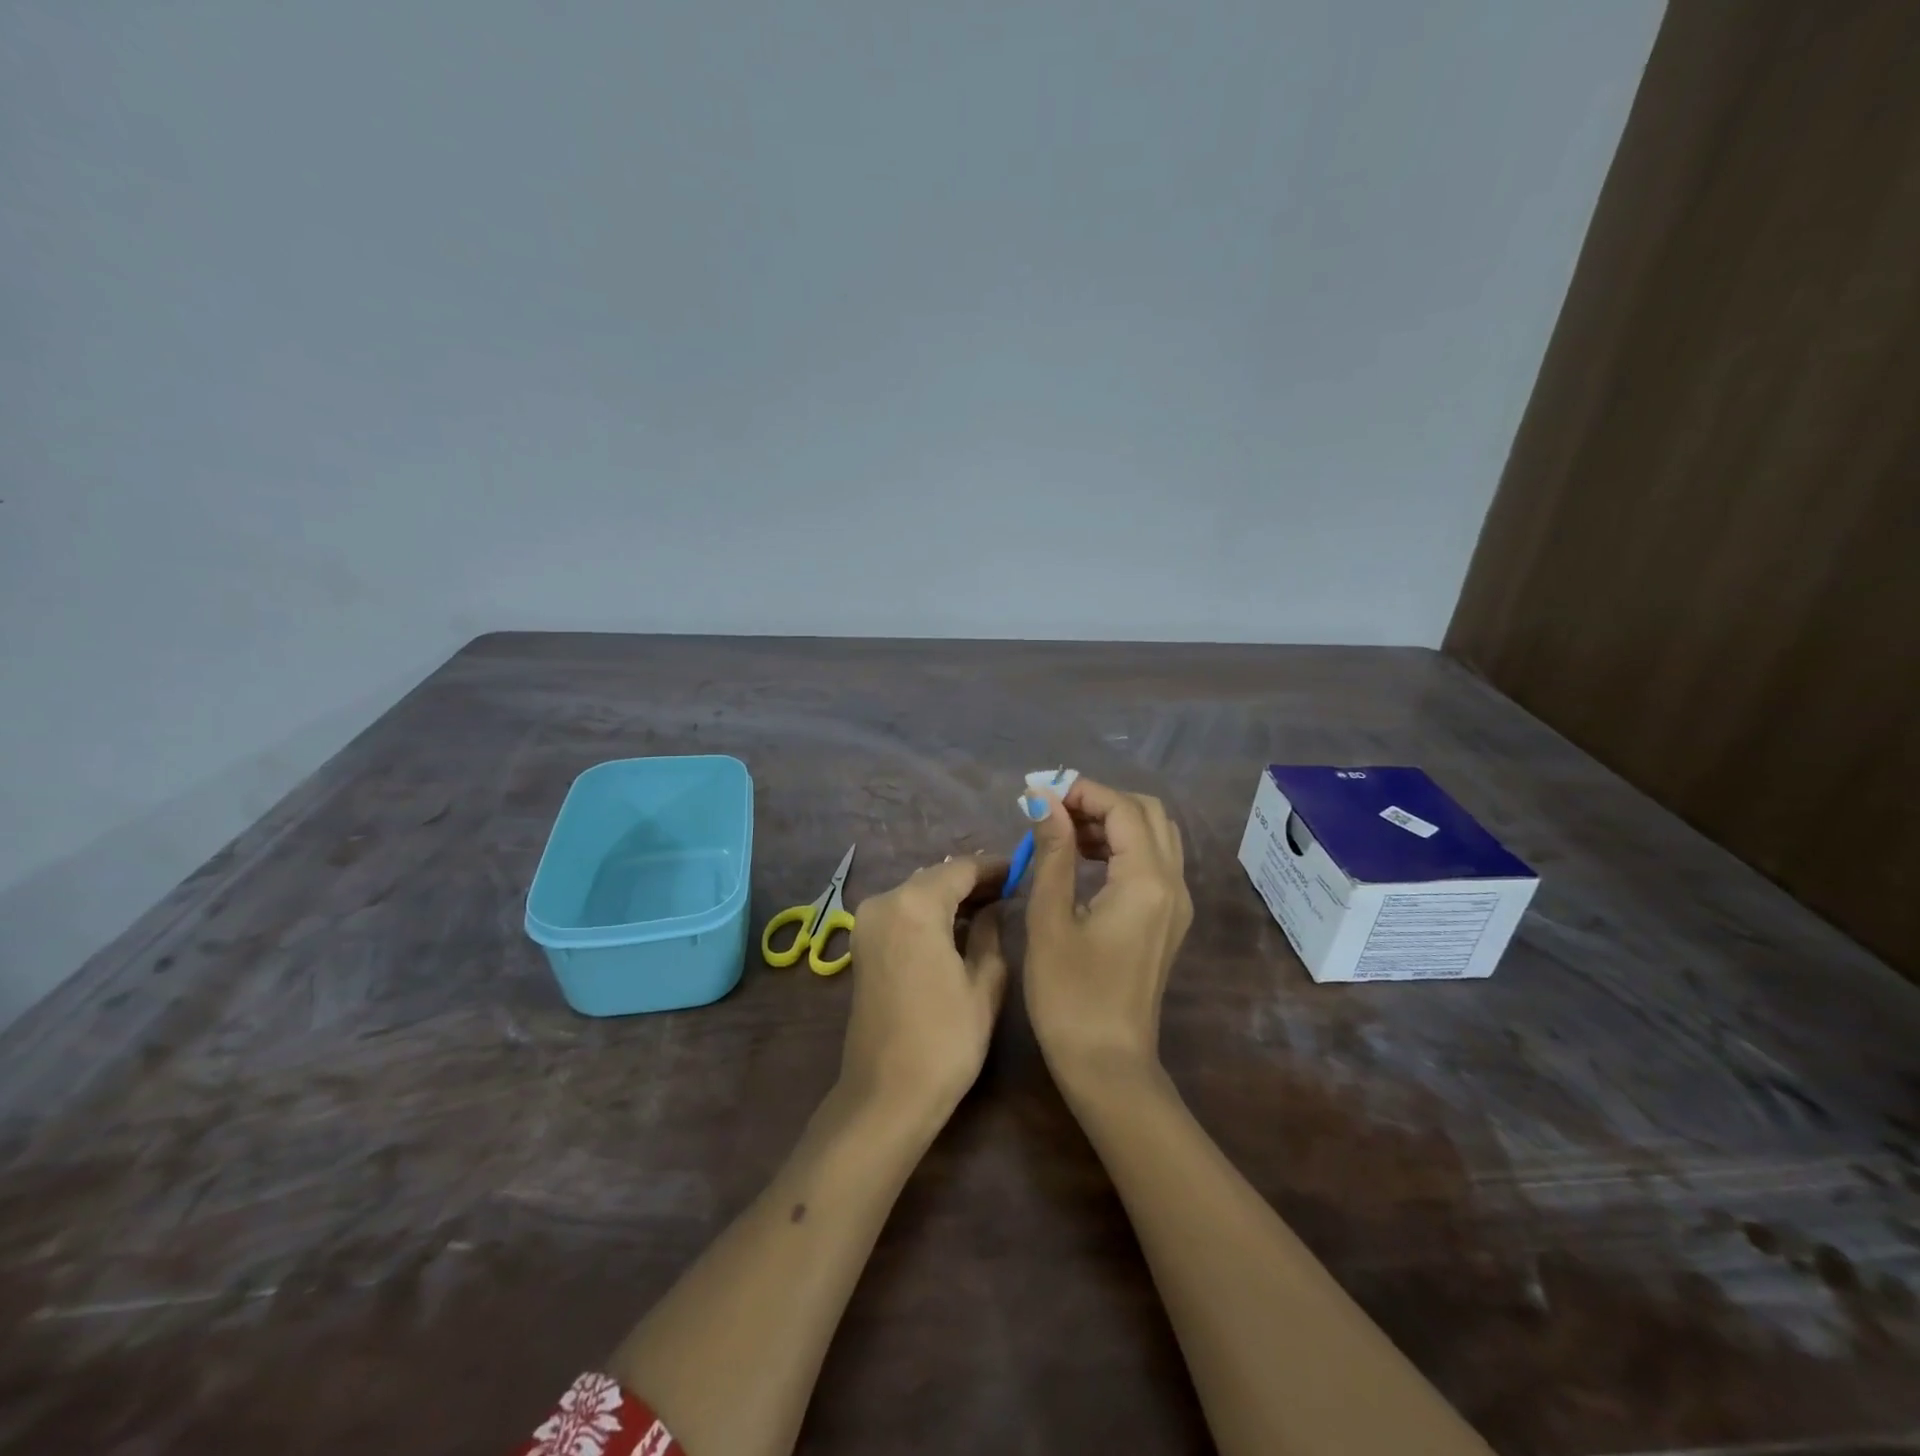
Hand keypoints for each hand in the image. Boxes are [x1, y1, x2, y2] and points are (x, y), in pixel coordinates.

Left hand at [840, 856, 1009, 1124]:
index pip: (962, 869)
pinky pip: (903, 911)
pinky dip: (930, 912)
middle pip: (936, 877)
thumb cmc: (946, 1039)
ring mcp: (868, 922)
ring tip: (990, 907)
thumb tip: (993, 909)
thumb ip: (990, 933)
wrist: (887, 1094)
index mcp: (915, 904)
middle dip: (972, 881)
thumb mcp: (984, 983)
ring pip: (918, 892)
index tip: (1022, 870)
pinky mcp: (863, 943)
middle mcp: (885, 901)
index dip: (994, 867)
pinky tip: (957, 926)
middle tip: (1010, 890)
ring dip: (951, 896)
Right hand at [1023, 777, 1192, 1089]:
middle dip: (1101, 800)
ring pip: (1155, 836)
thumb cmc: (1070, 995)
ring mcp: (1177, 903)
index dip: (1082, 790)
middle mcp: (1173, 883)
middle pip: (1148, 813)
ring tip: (1063, 831)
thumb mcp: (1050, 918)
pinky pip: (1154, 862)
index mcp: (1146, 880)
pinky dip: (1123, 846)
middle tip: (1054, 810)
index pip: (1123, 808)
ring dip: (1113, 822)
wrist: (1107, 1064)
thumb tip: (1044, 800)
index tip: (1041, 791)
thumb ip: (1053, 852)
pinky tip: (1084, 860)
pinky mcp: (1169, 920)